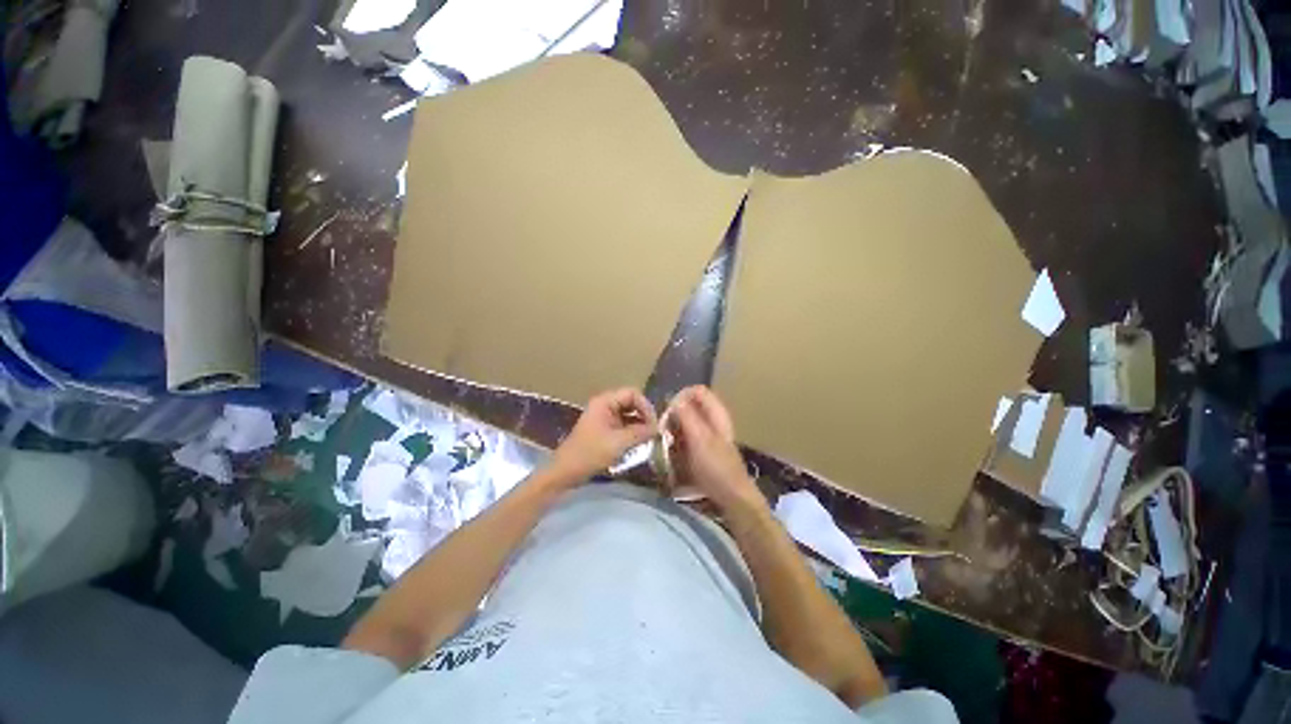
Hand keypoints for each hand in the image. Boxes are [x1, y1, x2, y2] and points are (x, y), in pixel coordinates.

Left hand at [551, 388, 658, 482]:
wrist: (566, 472)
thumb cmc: (590, 454)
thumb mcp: (618, 443)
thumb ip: (640, 433)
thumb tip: (658, 428)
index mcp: (605, 402)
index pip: (632, 394)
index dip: (646, 406)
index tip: (654, 424)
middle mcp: (605, 405)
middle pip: (631, 402)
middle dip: (644, 415)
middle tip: (654, 432)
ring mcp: (604, 417)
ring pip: (629, 414)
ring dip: (639, 424)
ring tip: (648, 439)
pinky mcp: (604, 429)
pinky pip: (623, 424)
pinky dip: (632, 431)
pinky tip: (638, 443)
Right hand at [666, 386, 764, 514]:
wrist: (731, 497)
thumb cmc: (716, 466)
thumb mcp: (699, 438)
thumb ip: (687, 415)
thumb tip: (674, 399)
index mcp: (716, 412)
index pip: (695, 390)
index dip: (680, 398)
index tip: (668, 414)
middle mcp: (713, 419)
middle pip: (689, 405)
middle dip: (674, 415)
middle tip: (665, 431)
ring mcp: (709, 434)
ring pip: (686, 421)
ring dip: (674, 429)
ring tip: (667, 444)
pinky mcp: (704, 448)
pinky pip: (686, 437)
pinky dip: (678, 441)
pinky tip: (674, 454)